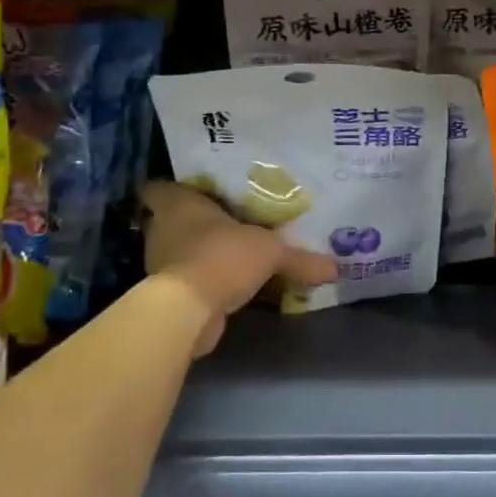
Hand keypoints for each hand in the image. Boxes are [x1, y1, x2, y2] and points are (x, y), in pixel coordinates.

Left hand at [142, 182, 336, 356]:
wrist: (189, 310)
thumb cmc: (222, 256)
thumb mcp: (270, 251)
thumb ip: (300, 258)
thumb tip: (335, 268)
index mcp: (179, 203)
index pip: (160, 186)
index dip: (177, 187)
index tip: (199, 189)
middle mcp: (163, 228)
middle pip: (174, 218)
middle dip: (198, 220)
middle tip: (230, 218)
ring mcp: (161, 262)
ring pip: (181, 249)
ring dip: (201, 251)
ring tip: (233, 250)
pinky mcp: (167, 293)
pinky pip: (188, 278)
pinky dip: (204, 279)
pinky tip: (228, 281)